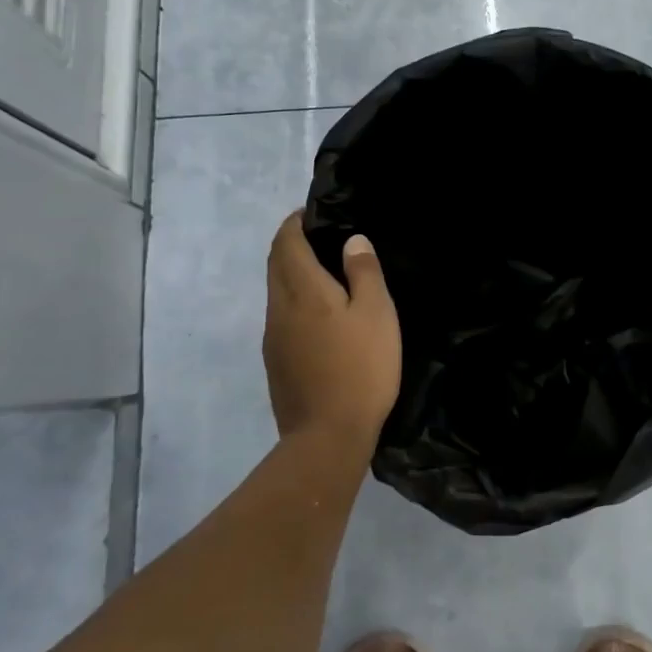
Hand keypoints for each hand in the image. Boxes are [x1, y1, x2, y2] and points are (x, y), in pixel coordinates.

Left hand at [263, 213, 401, 452]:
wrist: (327, 437)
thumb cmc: (360, 368)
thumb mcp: (377, 314)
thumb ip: (364, 272)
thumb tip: (352, 240)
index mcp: (303, 290)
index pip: (286, 243)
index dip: (295, 223)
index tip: (312, 214)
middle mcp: (279, 308)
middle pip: (275, 265)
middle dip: (290, 244)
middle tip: (320, 237)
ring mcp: (273, 338)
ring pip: (276, 291)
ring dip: (293, 273)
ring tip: (325, 273)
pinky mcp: (276, 362)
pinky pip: (281, 316)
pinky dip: (295, 300)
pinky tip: (321, 316)